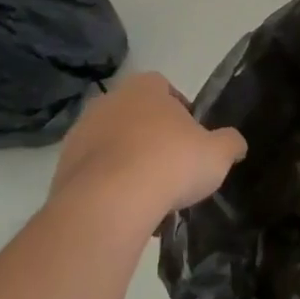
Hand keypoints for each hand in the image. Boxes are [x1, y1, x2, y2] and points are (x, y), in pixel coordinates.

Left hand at [52, 73, 246, 228]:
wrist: (109, 202)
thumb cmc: (169, 163)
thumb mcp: (217, 154)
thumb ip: (230, 143)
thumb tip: (236, 144)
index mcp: (145, 87)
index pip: (165, 88)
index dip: (180, 111)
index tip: (191, 138)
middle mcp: (108, 101)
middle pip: (136, 116)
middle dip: (152, 138)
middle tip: (171, 168)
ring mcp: (80, 133)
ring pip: (113, 145)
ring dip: (128, 163)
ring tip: (149, 197)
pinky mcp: (62, 168)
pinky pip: (93, 173)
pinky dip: (108, 187)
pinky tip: (126, 211)